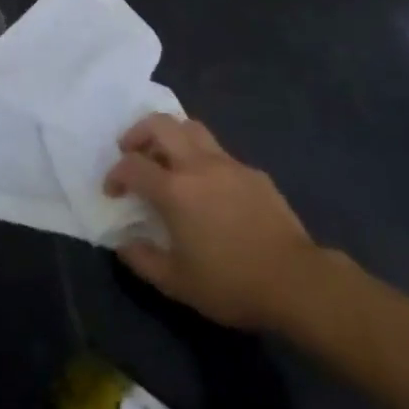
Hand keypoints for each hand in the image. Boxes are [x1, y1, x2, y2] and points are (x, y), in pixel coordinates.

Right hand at [105, 113, 322, 331]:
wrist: (295, 280)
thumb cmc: (231, 284)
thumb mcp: (177, 284)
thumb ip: (143, 260)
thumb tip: (123, 244)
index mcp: (174, 190)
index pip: (132, 165)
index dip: (115, 173)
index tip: (113, 191)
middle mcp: (197, 165)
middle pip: (160, 124)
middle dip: (138, 132)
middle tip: (131, 151)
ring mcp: (227, 163)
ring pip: (191, 127)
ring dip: (170, 134)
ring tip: (165, 157)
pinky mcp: (251, 171)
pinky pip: (218, 152)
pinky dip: (200, 157)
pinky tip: (207, 186)